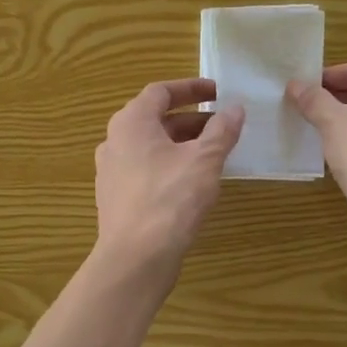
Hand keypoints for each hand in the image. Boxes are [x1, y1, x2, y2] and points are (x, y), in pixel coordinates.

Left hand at [94, 79, 244, 277]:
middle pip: (155, 119)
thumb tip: (235, 108)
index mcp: (131, 122)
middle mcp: (114, 141)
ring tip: (213, 153)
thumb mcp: (204, 160)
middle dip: (191, 120)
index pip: (160, 92)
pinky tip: (192, 182)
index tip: (217, 92)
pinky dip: (169, 166)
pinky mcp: (116, 197)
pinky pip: (145, 170)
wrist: (135, 258)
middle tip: (221, 125)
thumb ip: (221, 131)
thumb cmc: (170, 199)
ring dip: (181, 144)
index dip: (191, 88)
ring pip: (150, 147)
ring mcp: (111, 171)